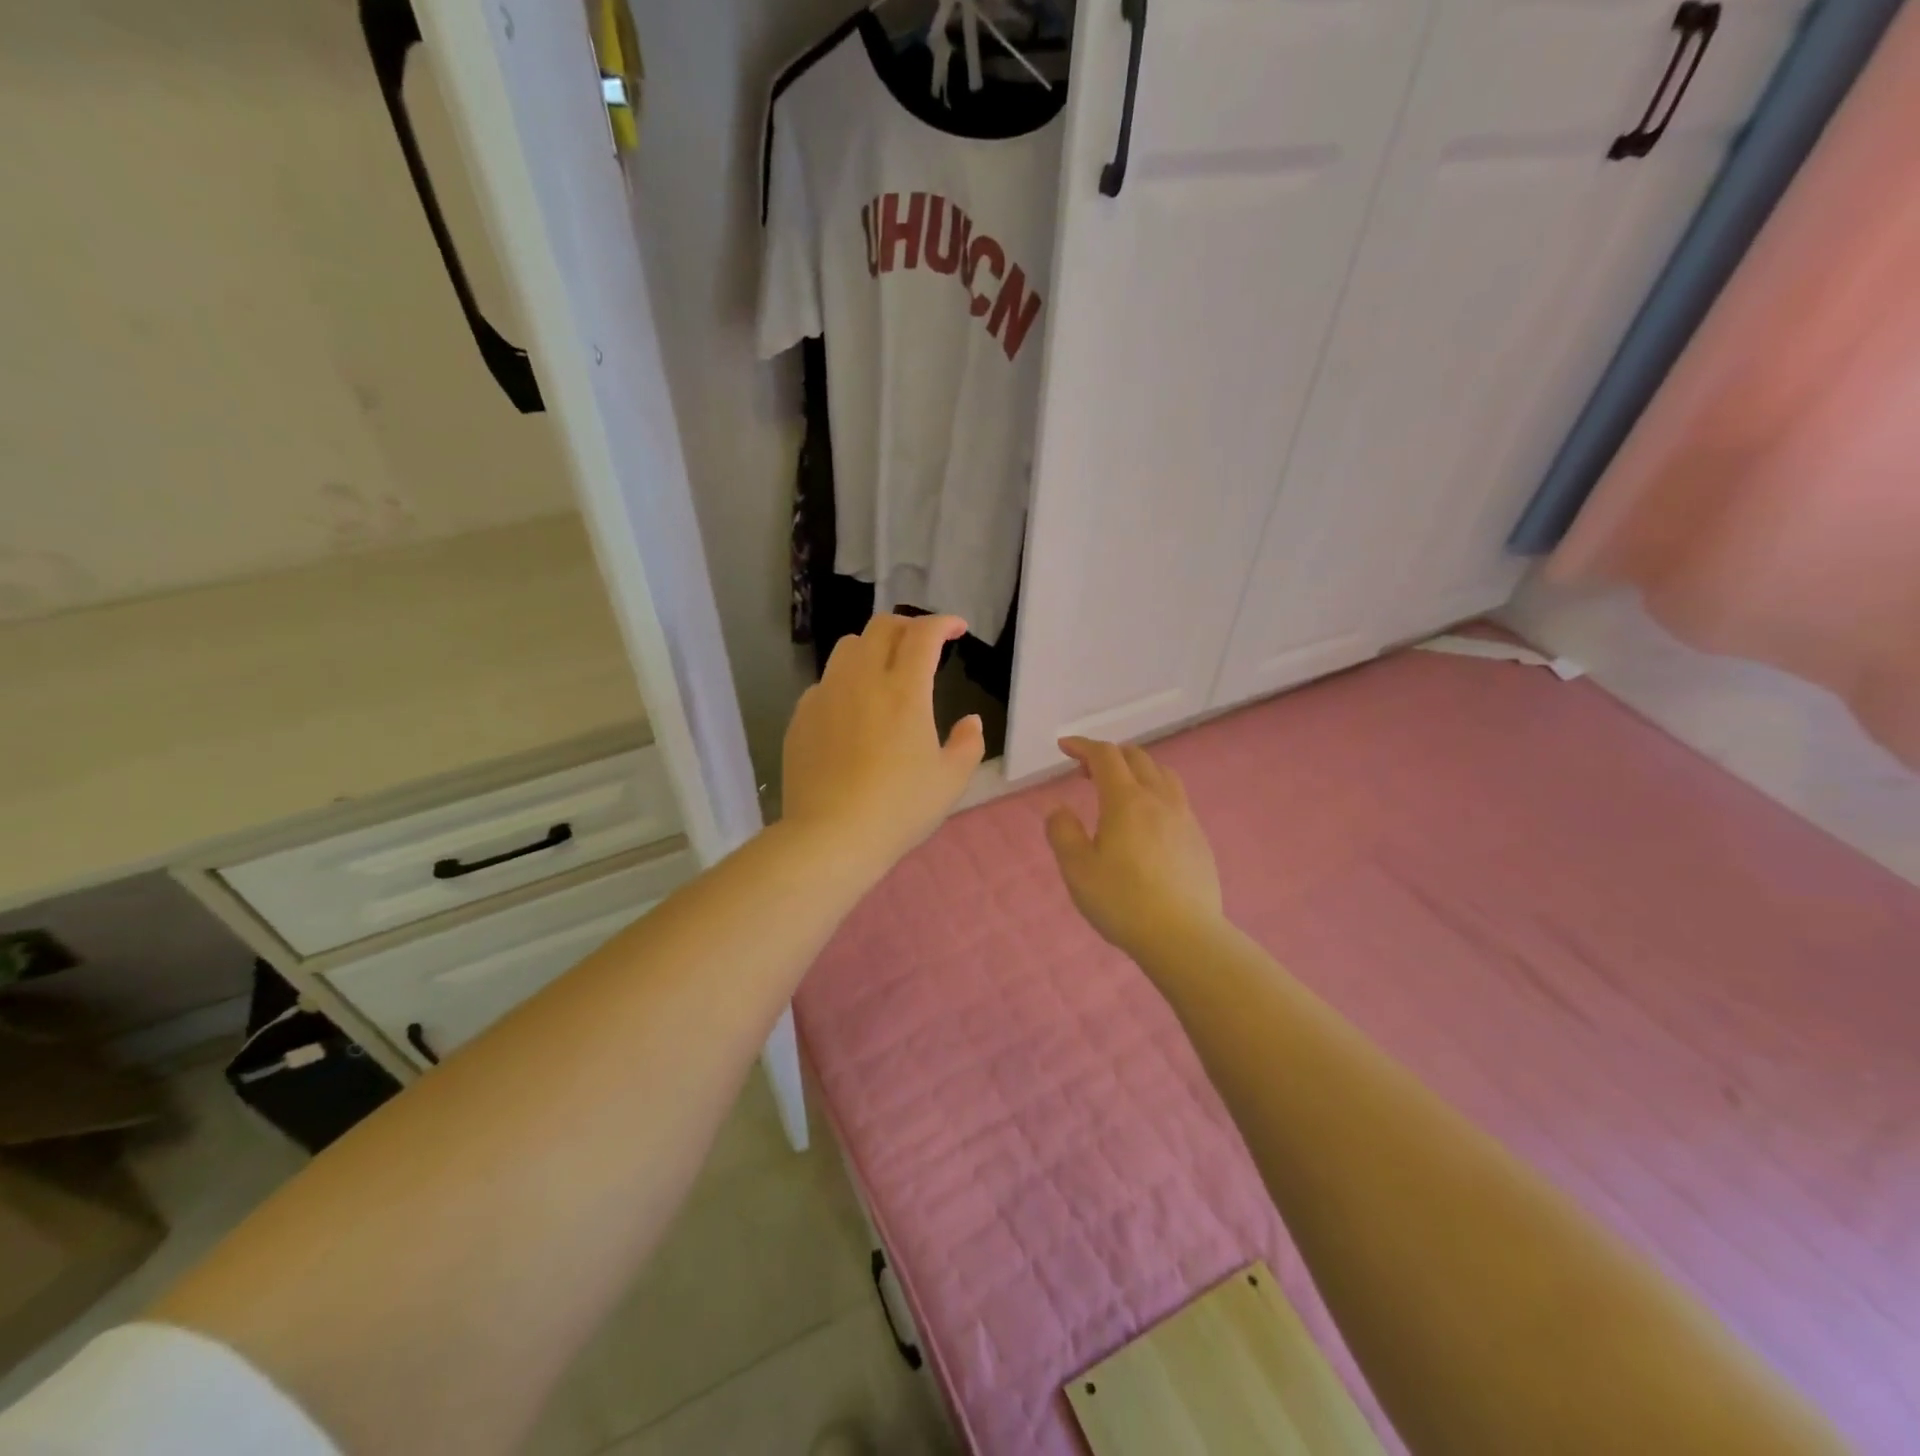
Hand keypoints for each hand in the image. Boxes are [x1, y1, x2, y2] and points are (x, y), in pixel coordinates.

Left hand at [781, 614, 984, 874]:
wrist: (831, 836)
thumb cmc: (899, 808)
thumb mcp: (951, 781)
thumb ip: (968, 744)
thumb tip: (970, 721)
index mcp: (904, 690)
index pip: (924, 634)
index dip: (944, 622)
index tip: (957, 629)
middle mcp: (862, 680)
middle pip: (881, 627)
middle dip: (908, 626)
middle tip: (922, 644)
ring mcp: (826, 695)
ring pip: (847, 648)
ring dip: (872, 647)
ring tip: (884, 670)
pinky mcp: (801, 716)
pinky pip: (825, 682)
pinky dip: (845, 682)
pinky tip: (851, 711)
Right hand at [1045, 737, 1222, 955]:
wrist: (1183, 936)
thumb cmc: (1122, 901)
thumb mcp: (1077, 870)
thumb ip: (1063, 833)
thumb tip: (1060, 809)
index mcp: (1126, 801)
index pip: (1105, 756)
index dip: (1083, 745)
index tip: (1064, 747)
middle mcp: (1159, 799)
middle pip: (1137, 758)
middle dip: (1109, 755)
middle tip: (1085, 771)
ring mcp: (1184, 818)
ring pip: (1162, 775)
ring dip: (1137, 769)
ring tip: (1120, 789)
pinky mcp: (1199, 839)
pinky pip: (1176, 799)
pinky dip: (1155, 793)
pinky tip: (1147, 822)